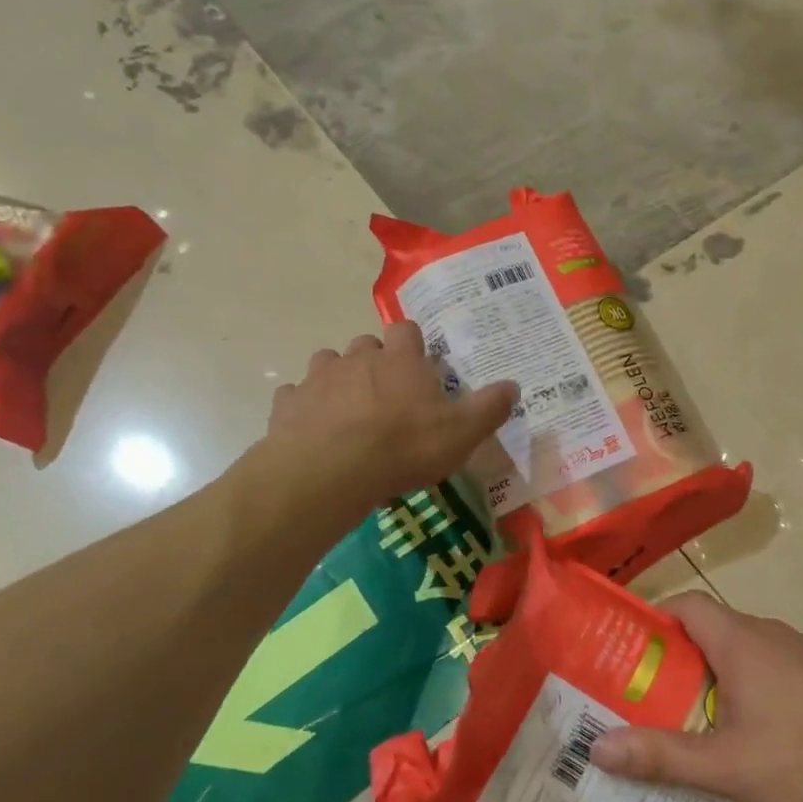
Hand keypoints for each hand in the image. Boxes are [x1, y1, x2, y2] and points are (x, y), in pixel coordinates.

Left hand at [267, 321, 518, 507]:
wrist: (329, 471)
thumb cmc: (402, 447)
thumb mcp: (461, 434)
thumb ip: (489, 408)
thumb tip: (514, 385)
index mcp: (400, 359)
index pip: (406, 330)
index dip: (412, 345)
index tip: (418, 367)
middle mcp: (358, 358)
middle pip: (366, 345)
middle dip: (375, 362)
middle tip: (387, 396)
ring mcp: (319, 377)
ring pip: (328, 363)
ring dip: (338, 380)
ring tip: (348, 411)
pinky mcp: (288, 402)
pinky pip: (296, 395)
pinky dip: (305, 406)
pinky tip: (313, 429)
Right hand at [589, 593, 802, 801]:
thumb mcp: (728, 766)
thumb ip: (662, 755)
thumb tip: (597, 748)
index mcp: (740, 640)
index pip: (685, 604)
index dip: (655, 621)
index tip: (633, 655)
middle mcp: (772, 633)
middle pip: (714, 629)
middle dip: (684, 659)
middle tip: (661, 700)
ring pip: (750, 651)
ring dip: (724, 676)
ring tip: (709, 723)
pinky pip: (783, 669)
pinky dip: (762, 688)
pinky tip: (770, 737)